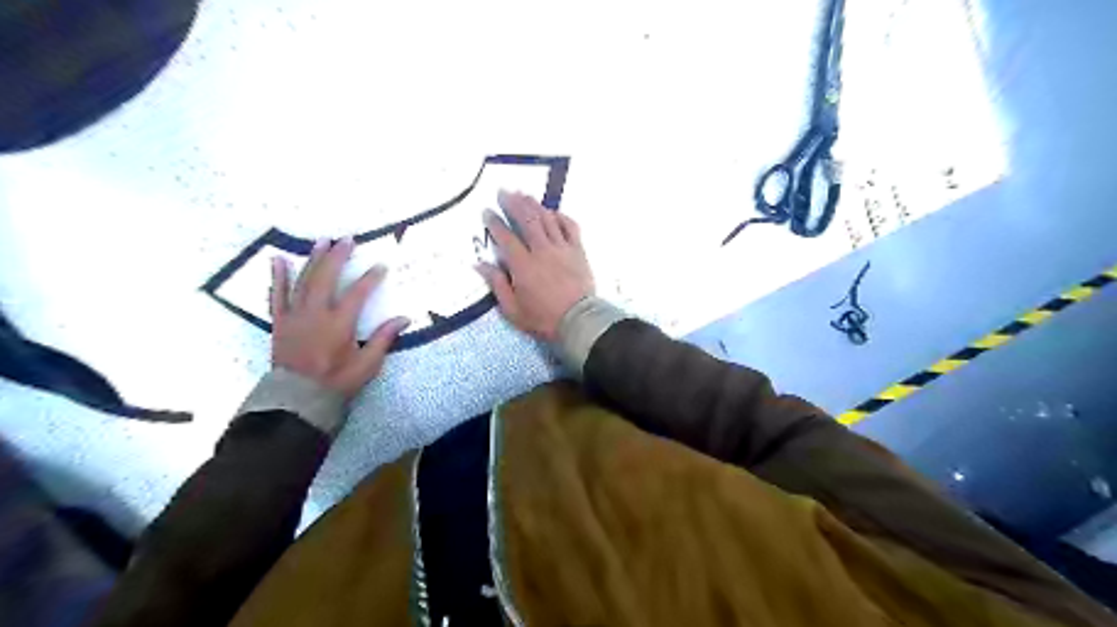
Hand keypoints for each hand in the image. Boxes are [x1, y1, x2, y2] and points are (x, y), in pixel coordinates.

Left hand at [270, 239, 409, 397]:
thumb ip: (383, 338)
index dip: (370, 278)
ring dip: (313, 260)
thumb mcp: (367, 364)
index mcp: (339, 324)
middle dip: (338, 257)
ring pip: (303, 281)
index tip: (380, 265)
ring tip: (321, 241)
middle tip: (347, 239)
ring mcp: (295, 316)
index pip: (357, 294)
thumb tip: (404, 318)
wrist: (298, 398)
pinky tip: (279, 259)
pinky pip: (277, 295)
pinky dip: (277, 276)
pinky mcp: (280, 321)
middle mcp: (315, 314)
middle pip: (327, 278)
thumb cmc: (337, 381)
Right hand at [473, 192, 591, 341]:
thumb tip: (480, 264)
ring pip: (546, 219)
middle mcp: (542, 250)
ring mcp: (562, 248)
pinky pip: (570, 226)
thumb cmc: (544, 319)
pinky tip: (553, 212)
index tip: (487, 211)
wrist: (580, 322)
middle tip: (503, 192)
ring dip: (534, 204)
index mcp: (523, 265)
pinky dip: (561, 216)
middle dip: (513, 203)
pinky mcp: (578, 250)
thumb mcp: (513, 310)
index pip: (505, 237)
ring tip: (524, 194)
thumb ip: (497, 285)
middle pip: (526, 219)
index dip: (494, 222)